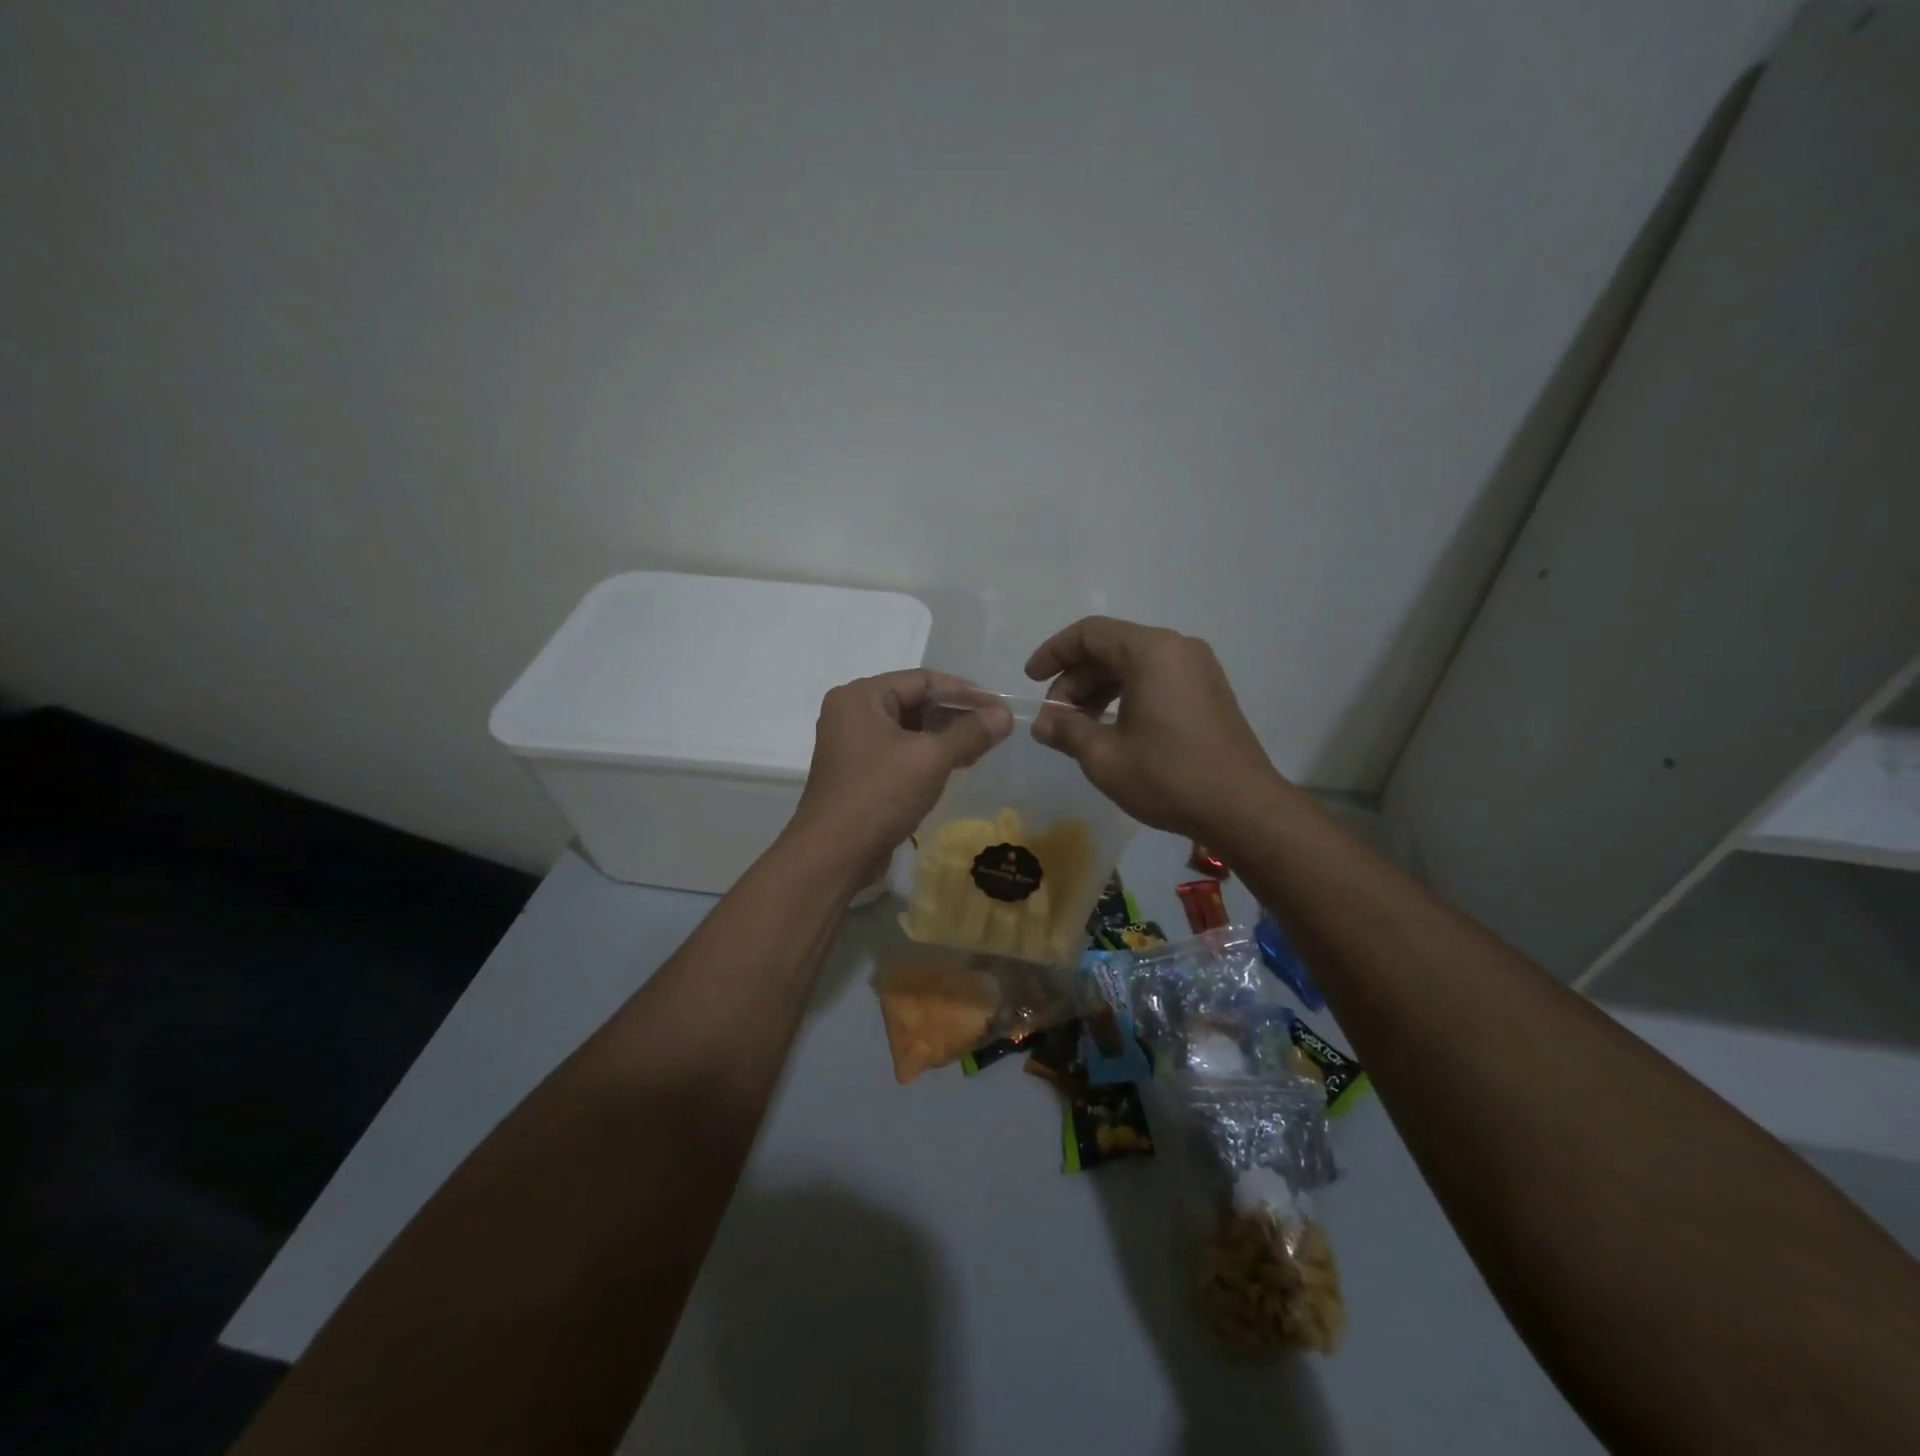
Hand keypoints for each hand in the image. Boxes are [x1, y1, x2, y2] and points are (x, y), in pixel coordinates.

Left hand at [788, 670, 1011, 879]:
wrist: (833, 855)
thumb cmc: (879, 794)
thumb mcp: (931, 758)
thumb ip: (970, 732)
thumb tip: (1004, 715)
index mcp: (860, 696)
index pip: (921, 679)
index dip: (964, 691)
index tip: (998, 706)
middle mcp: (851, 713)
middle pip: (914, 702)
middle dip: (956, 714)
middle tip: (994, 726)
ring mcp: (852, 745)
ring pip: (908, 729)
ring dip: (945, 736)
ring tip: (982, 746)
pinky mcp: (859, 774)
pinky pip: (899, 753)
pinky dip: (927, 756)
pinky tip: (956, 765)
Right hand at [1025, 617, 1281, 840]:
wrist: (1243, 808)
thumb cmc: (1169, 776)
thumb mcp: (1105, 757)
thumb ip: (1067, 730)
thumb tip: (1043, 723)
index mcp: (1151, 652)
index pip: (1090, 633)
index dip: (1053, 652)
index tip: (1030, 680)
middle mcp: (1177, 648)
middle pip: (1112, 647)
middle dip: (1075, 679)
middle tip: (1055, 717)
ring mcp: (1198, 669)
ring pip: (1134, 665)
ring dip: (1099, 690)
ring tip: (1078, 727)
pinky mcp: (1208, 692)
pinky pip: (1156, 679)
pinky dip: (1126, 695)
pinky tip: (1112, 728)